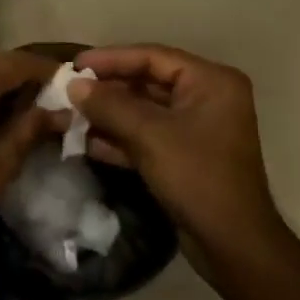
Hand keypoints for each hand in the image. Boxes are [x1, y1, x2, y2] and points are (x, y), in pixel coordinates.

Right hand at [68, 45, 289, 277]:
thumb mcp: (149, 135)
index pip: (153, 57)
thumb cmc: (197, 176)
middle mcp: (207, 98)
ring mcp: (196, 129)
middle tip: (68, 91)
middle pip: (147, 82)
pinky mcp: (184, 156)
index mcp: (210, 82)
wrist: (231, 243)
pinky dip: (119, 139)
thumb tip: (73, 85)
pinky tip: (86, 143)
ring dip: (108, 115)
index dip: (111, 59)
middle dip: (107, 90)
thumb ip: (109, 105)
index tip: (75, 65)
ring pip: (144, 112)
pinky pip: (147, 136)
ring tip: (70, 116)